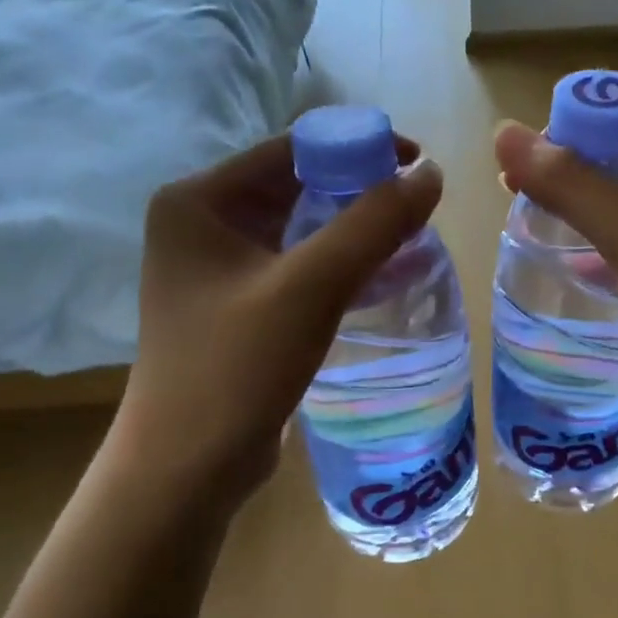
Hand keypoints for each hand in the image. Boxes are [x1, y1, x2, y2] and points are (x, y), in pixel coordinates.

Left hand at [112, 133, 442, 514]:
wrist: (187, 469)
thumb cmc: (237, 369)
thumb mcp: (310, 288)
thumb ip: (373, 224)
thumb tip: (431, 173)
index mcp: (199, 201)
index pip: (291, 149)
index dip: (359, 147)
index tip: (418, 166)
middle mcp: (201, 224)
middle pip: (296, 186)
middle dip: (360, 191)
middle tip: (419, 208)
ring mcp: (217, 268)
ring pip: (300, 228)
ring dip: (353, 228)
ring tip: (411, 237)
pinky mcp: (236, 306)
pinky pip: (296, 266)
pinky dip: (337, 264)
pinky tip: (380, 275)